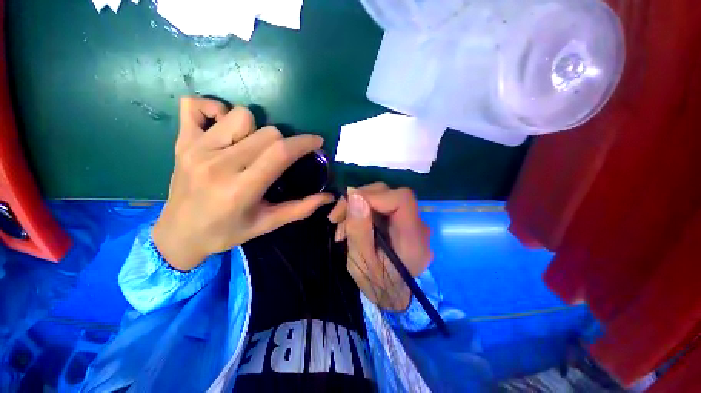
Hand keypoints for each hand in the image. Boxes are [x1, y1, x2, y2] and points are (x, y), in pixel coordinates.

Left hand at [153, 97, 333, 270]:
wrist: (178, 235)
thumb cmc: (226, 232)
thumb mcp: (267, 224)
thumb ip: (300, 209)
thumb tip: (328, 197)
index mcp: (241, 189)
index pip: (280, 153)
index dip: (304, 143)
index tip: (317, 141)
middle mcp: (218, 164)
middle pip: (267, 133)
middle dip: (284, 142)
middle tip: (281, 157)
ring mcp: (197, 149)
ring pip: (240, 115)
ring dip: (256, 129)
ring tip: (252, 147)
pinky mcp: (182, 142)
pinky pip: (195, 106)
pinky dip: (213, 109)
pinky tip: (222, 128)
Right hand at [328, 183, 431, 310]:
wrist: (391, 296)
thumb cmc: (376, 285)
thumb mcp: (361, 262)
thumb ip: (359, 230)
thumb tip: (355, 196)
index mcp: (413, 239)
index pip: (402, 199)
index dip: (374, 196)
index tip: (348, 206)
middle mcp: (418, 227)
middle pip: (391, 194)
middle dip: (360, 200)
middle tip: (336, 218)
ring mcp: (412, 222)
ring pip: (384, 197)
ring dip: (358, 205)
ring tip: (341, 227)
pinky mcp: (402, 221)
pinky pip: (382, 206)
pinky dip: (364, 210)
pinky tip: (352, 225)